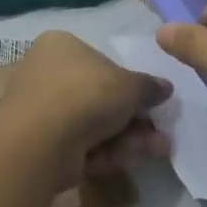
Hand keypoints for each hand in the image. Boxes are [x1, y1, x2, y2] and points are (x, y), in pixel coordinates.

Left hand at [0, 31, 172, 174]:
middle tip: (160, 134)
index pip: (101, 62)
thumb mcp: (130, 85)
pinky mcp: (40, 144)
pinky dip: (106, 152)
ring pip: (94, 125)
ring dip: (128, 139)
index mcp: (61, 46)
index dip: (130, 85)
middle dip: (134, 120)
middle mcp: (46, 74)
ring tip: (157, 150)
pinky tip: (129, 160)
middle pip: (100, 98)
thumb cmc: (86, 94)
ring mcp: (41, 111)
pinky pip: (80, 145)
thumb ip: (149, 87)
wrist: (41, 140)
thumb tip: (165, 88)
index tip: (153, 103)